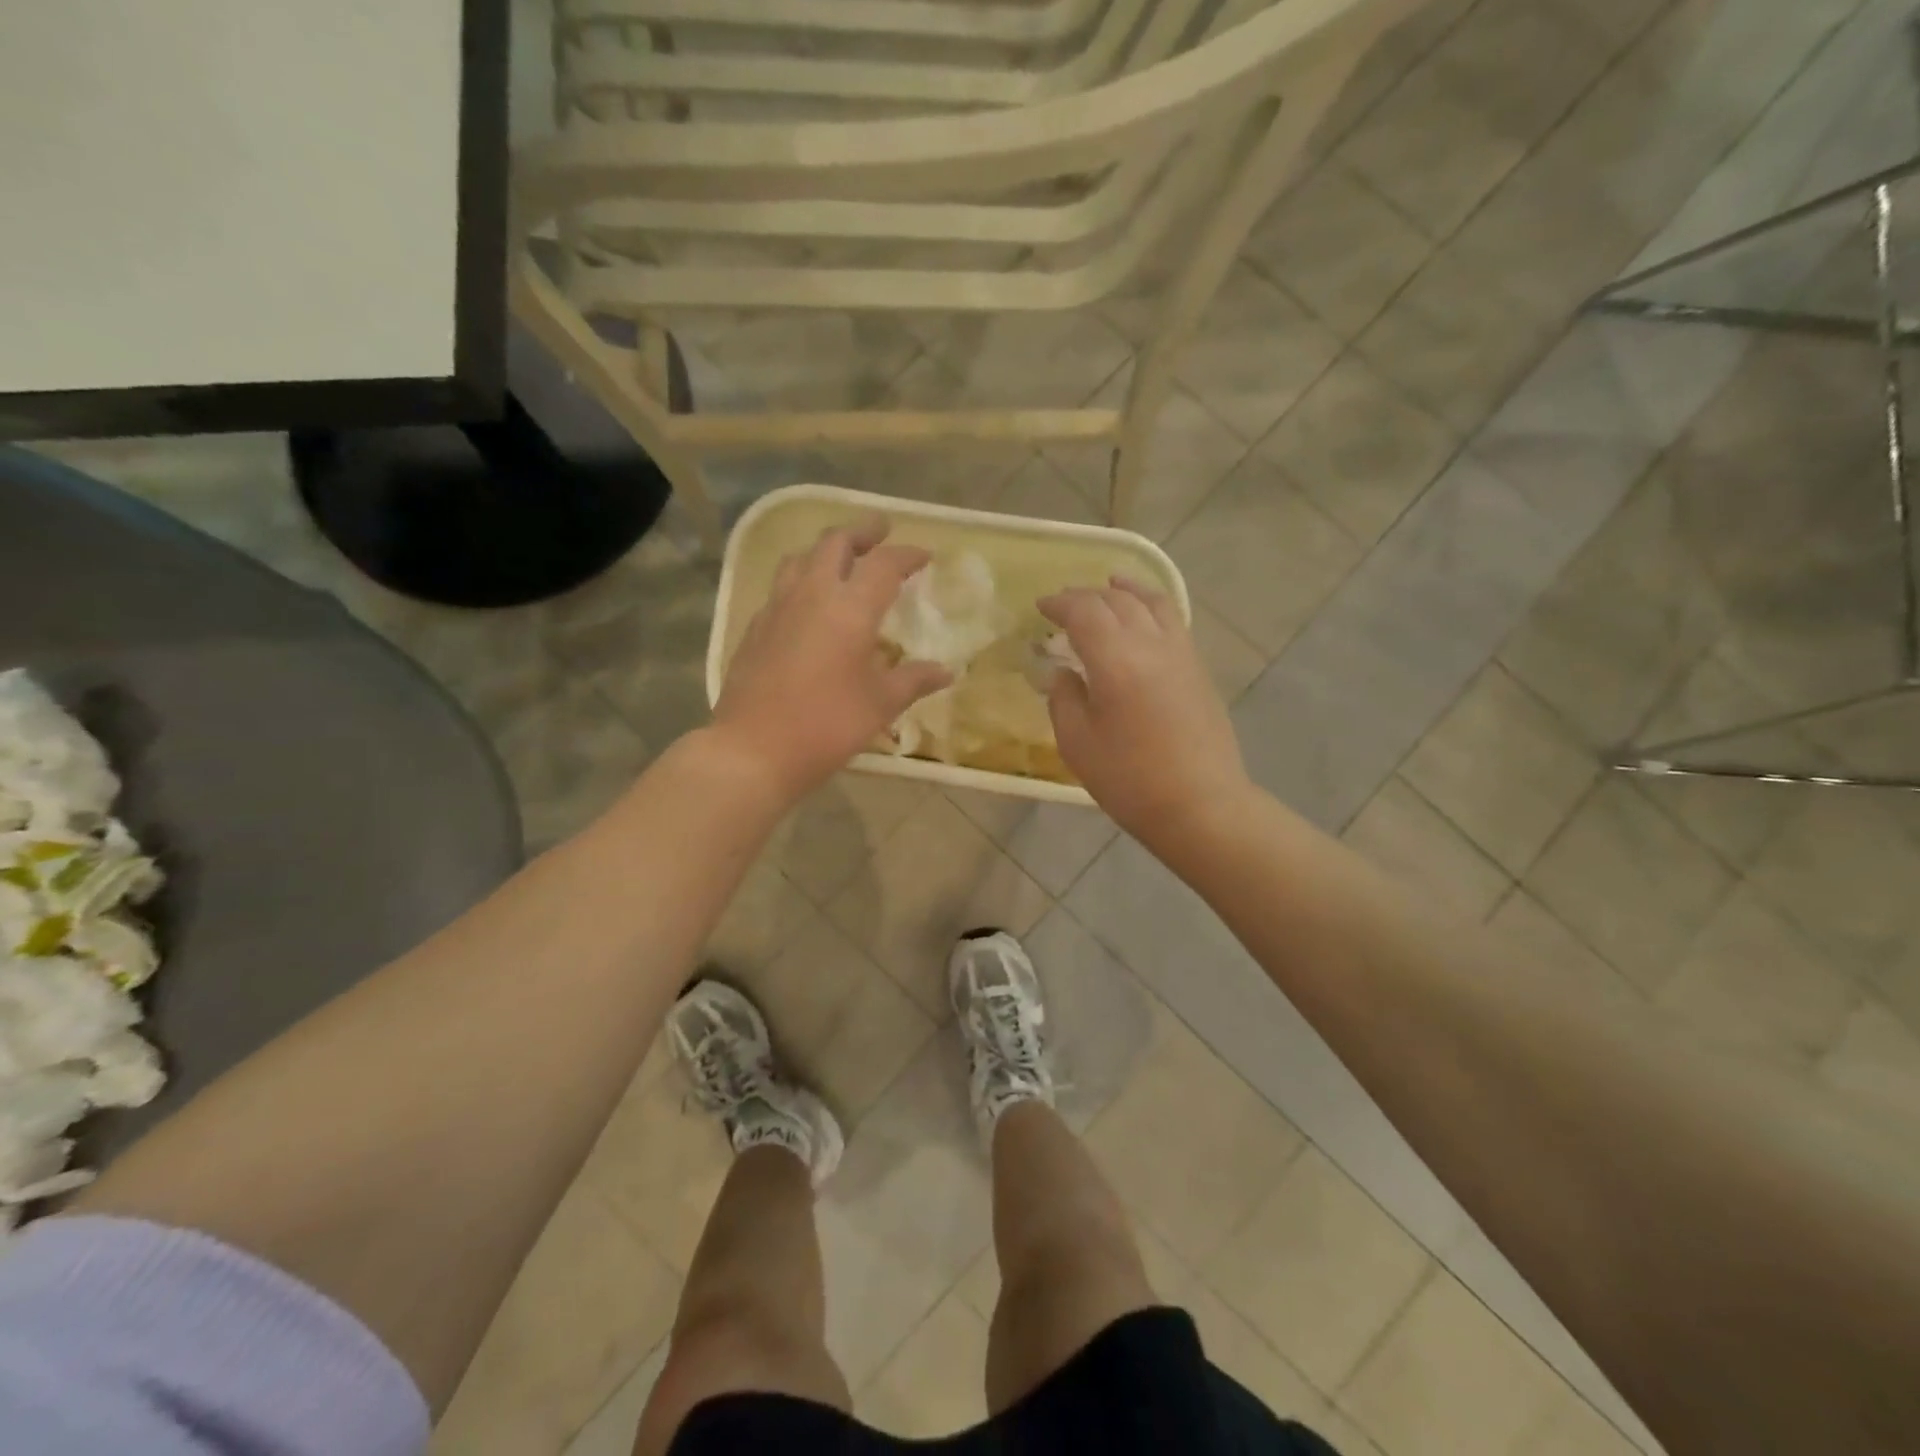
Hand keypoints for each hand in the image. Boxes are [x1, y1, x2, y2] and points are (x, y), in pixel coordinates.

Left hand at [713, 515, 951, 802]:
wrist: (754, 748)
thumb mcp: (880, 704)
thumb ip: (914, 680)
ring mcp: (777, 607)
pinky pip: (780, 586)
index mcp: (850, 608)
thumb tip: (946, 671)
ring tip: (840, 558)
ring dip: (825, 549)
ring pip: (800, 557)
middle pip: (835, 542)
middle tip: (880, 531)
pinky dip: (800, 579)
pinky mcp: (755, 626)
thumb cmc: (827, 725)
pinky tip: (806, 602)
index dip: (907, 554)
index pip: (884, 564)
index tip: (924, 555)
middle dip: (862, 532)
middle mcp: (812, 594)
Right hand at [1039, 577, 1250, 845]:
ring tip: (1109, 585)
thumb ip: (1064, 699)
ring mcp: (1180, 652)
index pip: (1084, 611)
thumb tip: (1062, 673)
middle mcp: (1151, 644)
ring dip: (1124, 590)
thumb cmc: (1129, 780)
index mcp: (1116, 660)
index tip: (1040, 608)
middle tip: (1063, 605)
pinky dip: (1151, 605)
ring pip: (1151, 602)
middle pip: (1116, 599)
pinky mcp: (1197, 667)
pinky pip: (1172, 619)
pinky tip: (1142, 615)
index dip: (1059, 603)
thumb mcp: (1077, 744)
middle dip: (1086, 595)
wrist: (1200, 804)